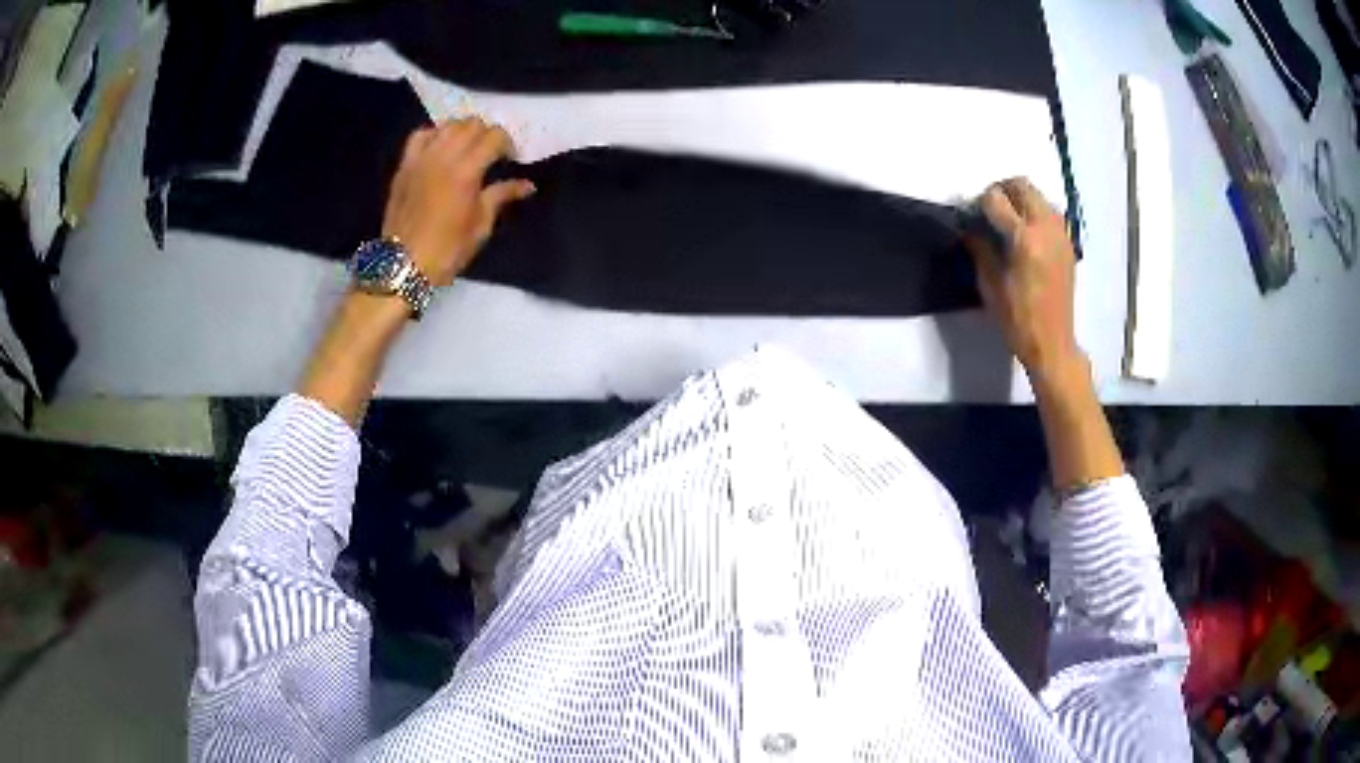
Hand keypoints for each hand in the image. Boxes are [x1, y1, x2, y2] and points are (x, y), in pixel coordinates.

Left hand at [382, 118, 535, 286]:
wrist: (403, 264)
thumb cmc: (447, 250)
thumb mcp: (481, 226)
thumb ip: (502, 196)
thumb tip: (527, 185)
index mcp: (467, 171)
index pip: (495, 136)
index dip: (508, 144)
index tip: (511, 160)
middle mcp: (444, 156)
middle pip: (472, 124)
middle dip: (487, 134)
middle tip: (491, 154)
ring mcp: (421, 158)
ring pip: (448, 125)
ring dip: (463, 131)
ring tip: (467, 148)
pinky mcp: (405, 165)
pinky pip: (421, 135)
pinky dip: (435, 135)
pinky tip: (440, 148)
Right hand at [965, 178, 1081, 381]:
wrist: (1053, 344)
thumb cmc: (1017, 319)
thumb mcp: (990, 285)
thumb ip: (980, 248)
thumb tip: (969, 227)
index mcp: (1024, 239)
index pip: (996, 199)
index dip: (979, 202)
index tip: (972, 216)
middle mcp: (1045, 228)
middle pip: (1022, 186)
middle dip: (1002, 191)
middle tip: (989, 210)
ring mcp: (1060, 234)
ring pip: (1038, 196)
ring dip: (1020, 200)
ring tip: (1007, 221)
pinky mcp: (1067, 244)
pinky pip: (1050, 213)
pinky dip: (1035, 213)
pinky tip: (1026, 234)